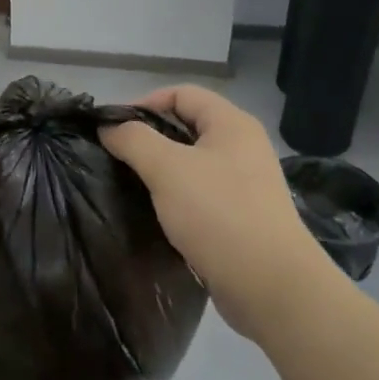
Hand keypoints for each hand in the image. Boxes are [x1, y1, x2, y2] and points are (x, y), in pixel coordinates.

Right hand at [100, 85, 327, 341]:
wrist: (270, 286)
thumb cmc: (219, 214)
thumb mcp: (167, 168)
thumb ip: (133, 139)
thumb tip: (108, 127)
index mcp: (232, 124)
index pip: (181, 94)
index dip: (144, 103)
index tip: (112, 128)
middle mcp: (242, 147)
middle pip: (186, 126)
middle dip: (149, 137)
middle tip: (116, 157)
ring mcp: (244, 183)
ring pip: (192, 162)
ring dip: (160, 169)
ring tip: (129, 184)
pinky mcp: (241, 216)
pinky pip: (200, 193)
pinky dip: (176, 196)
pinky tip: (155, 212)